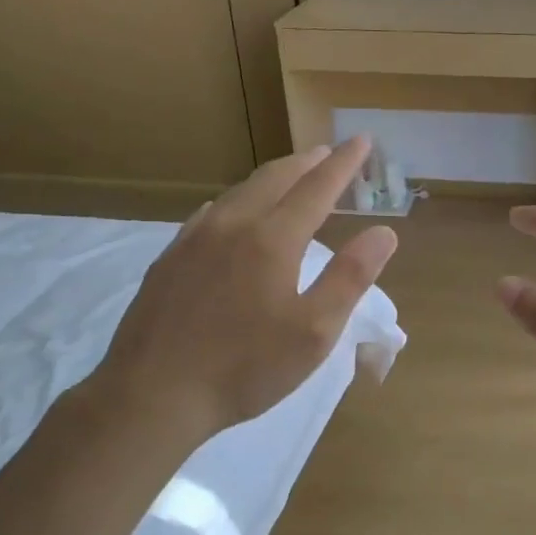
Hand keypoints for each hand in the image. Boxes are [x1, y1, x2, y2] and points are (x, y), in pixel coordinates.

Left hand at [93, 135, 396, 441]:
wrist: (152, 394)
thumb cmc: (245, 368)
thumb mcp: (313, 332)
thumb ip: (350, 277)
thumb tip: (383, 232)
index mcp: (273, 240)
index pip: (317, 187)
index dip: (344, 164)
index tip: (363, 140)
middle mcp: (232, 225)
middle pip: (276, 178)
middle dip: (308, 162)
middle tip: (329, 152)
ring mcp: (194, 239)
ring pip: (240, 191)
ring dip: (272, 177)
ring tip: (290, 175)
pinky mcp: (170, 259)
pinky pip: (211, 212)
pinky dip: (237, 200)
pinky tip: (232, 211)